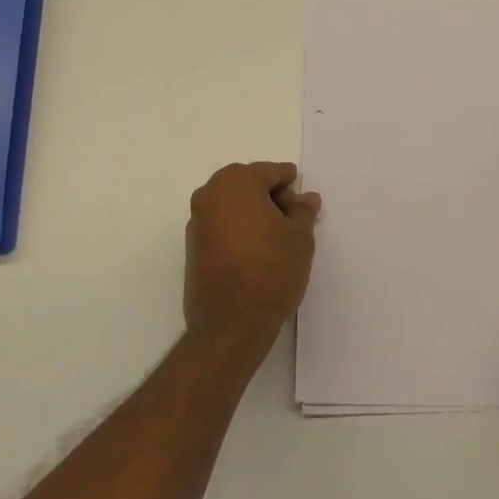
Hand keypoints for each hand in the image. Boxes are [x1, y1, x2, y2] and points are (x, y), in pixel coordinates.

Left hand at [184, 162, 320, 361]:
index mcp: (237, 181)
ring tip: (277, 241)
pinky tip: (257, 253)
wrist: (229, 325)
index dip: (292, 188)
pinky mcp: (192, 245)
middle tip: (294, 224)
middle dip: (272, 199)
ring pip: (234, 205)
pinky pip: (222, 225)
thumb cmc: (270, 271)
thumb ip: (303, 211)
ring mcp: (197, 219)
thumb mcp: (300, 237)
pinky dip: (239, 230)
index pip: (272, 173)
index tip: (305, 207)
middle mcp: (210, 192)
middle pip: (250, 185)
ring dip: (255, 215)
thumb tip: (306, 198)